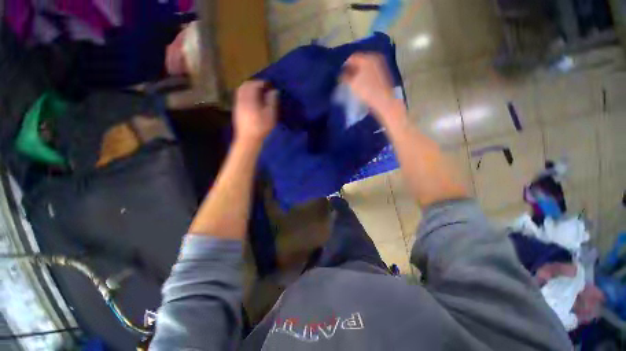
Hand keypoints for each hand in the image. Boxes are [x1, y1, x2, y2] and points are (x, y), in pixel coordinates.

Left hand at [234, 80, 277, 145]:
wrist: (248, 139)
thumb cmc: (261, 127)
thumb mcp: (270, 115)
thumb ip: (272, 101)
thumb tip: (274, 91)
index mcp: (250, 99)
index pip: (253, 84)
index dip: (261, 82)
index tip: (269, 85)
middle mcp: (241, 99)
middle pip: (245, 85)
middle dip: (254, 84)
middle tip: (262, 87)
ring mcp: (237, 105)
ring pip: (241, 91)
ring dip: (249, 89)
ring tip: (258, 93)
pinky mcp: (236, 110)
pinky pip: (239, 97)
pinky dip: (245, 95)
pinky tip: (252, 101)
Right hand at [341, 53, 397, 115]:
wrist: (383, 100)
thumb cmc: (367, 90)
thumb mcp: (352, 83)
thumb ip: (345, 77)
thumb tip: (341, 74)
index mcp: (367, 57)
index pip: (352, 57)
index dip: (345, 65)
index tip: (340, 73)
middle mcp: (375, 58)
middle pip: (360, 60)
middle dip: (352, 68)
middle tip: (346, 77)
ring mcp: (381, 65)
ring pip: (366, 66)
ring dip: (359, 72)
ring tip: (353, 81)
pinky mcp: (384, 73)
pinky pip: (371, 71)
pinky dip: (365, 75)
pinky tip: (362, 83)